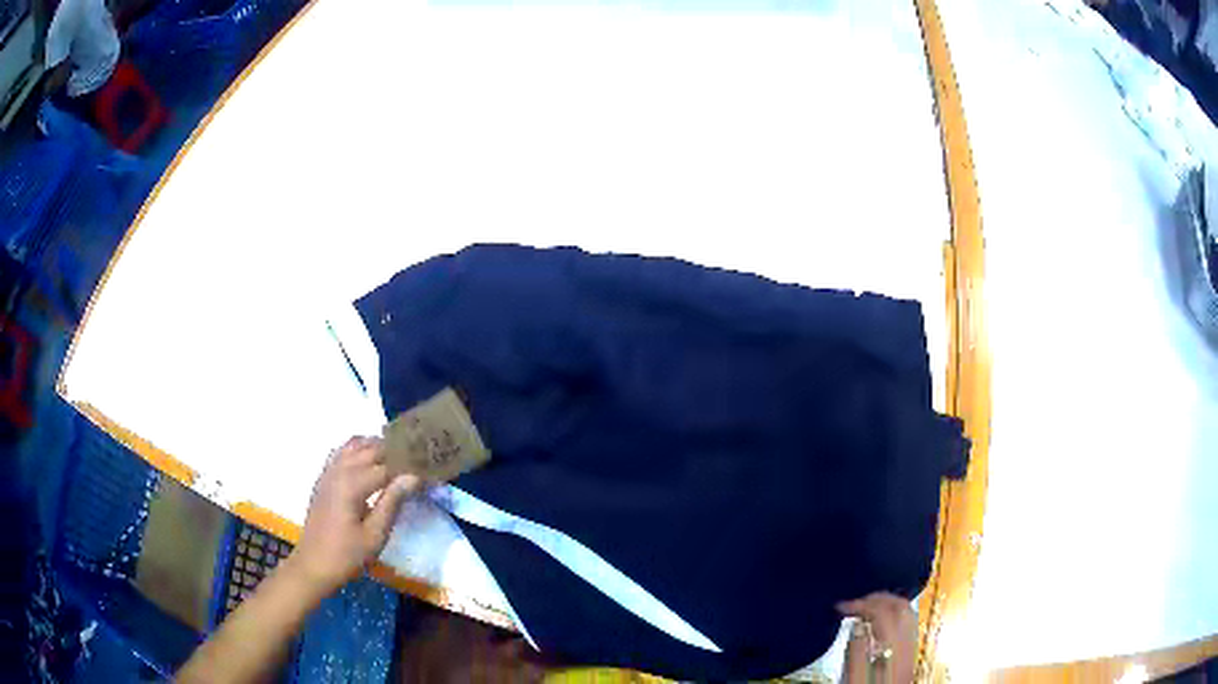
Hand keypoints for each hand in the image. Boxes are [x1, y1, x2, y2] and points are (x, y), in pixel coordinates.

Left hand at [287, 436, 420, 598]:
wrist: (313, 565)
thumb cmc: (347, 555)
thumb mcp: (375, 535)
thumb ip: (392, 502)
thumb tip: (413, 476)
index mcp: (352, 484)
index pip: (387, 465)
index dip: (409, 467)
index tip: (429, 470)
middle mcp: (339, 470)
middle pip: (371, 448)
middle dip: (394, 450)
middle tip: (417, 460)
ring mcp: (329, 472)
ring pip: (354, 444)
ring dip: (376, 446)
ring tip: (397, 457)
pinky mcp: (324, 478)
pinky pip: (342, 452)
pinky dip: (358, 449)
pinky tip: (369, 461)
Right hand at [838, 592, 916, 683]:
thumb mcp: (854, 678)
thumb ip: (856, 652)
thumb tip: (857, 624)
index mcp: (892, 651)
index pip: (883, 613)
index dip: (862, 604)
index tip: (840, 606)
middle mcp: (908, 645)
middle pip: (901, 607)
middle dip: (877, 598)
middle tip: (854, 602)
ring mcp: (912, 648)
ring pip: (908, 612)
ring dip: (887, 603)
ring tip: (865, 607)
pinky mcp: (911, 652)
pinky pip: (908, 622)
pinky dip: (894, 613)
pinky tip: (878, 621)